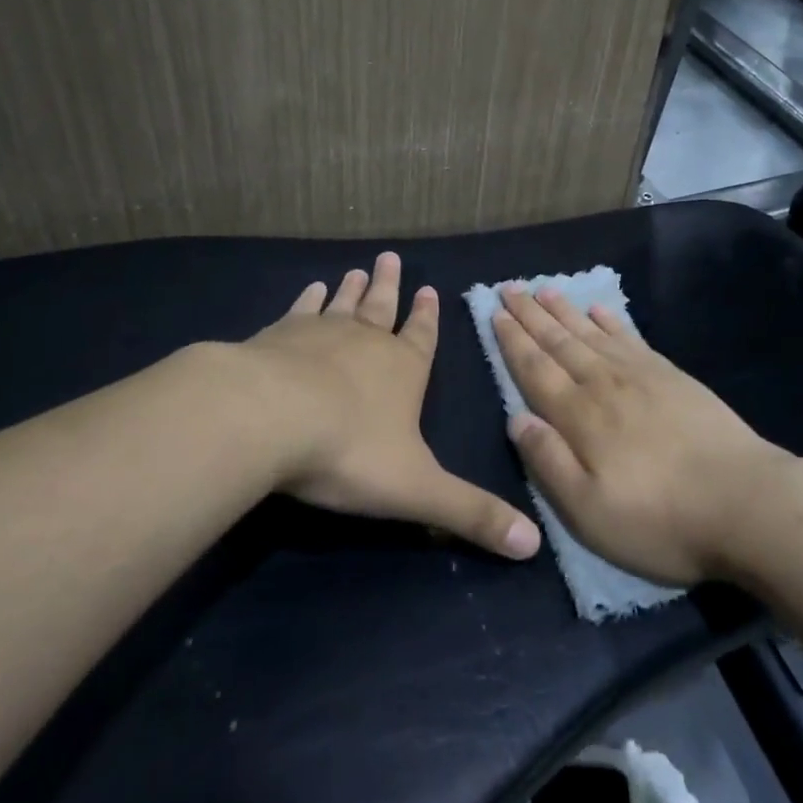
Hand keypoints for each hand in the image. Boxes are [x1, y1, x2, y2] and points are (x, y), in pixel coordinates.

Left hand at [239, 252, 541, 560]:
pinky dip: (308, 298)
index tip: (428, 288)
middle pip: (383, 307)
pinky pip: (301, 310)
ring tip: (358, 269)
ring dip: (353, 287)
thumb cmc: (350, 451)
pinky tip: (311, 289)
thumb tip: (533, 546)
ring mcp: (320, 333)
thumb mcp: (418, 490)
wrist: (269, 418)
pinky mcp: (278, 336)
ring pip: (344, 303)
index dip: (428, 317)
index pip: (422, 338)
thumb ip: (471, 514)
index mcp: (404, 370)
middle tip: (390, 257)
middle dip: (390, 286)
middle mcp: (366, 342)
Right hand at [492, 286, 796, 585]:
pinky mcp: (673, 377)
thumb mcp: (589, 511)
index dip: (513, 340)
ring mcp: (641, 376)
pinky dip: (611, 321)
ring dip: (565, 311)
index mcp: (579, 416)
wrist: (746, 503)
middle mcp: (604, 384)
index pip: (535, 369)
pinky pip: (631, 338)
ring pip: (591, 333)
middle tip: (510, 286)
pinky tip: (600, 310)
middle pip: (559, 342)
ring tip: (545, 289)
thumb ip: (548, 462)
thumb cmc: (660, 519)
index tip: (494, 312)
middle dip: (531, 315)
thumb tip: (516, 419)